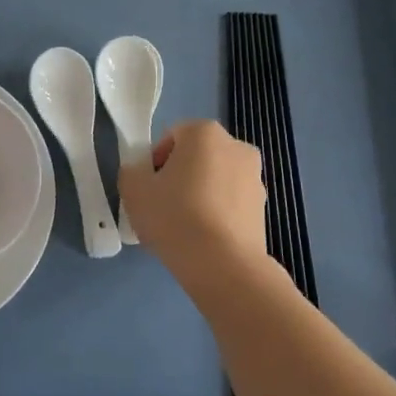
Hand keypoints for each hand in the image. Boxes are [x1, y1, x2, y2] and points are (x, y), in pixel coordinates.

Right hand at [118, 120, 267, 277]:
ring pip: (216, 180)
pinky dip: (218, 213)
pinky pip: (231, 203)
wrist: (223, 263)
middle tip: (163, 207)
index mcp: (204, 132)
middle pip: (196, 157)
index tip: (148, 190)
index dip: (154, 162)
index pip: (171, 137)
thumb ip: (132, 172)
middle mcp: (236, 145)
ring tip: (184, 228)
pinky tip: (204, 239)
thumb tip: (141, 173)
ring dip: (200, 194)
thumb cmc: (174, 216)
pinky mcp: (263, 207)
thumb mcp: (134, 190)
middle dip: (180, 176)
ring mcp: (255, 177)